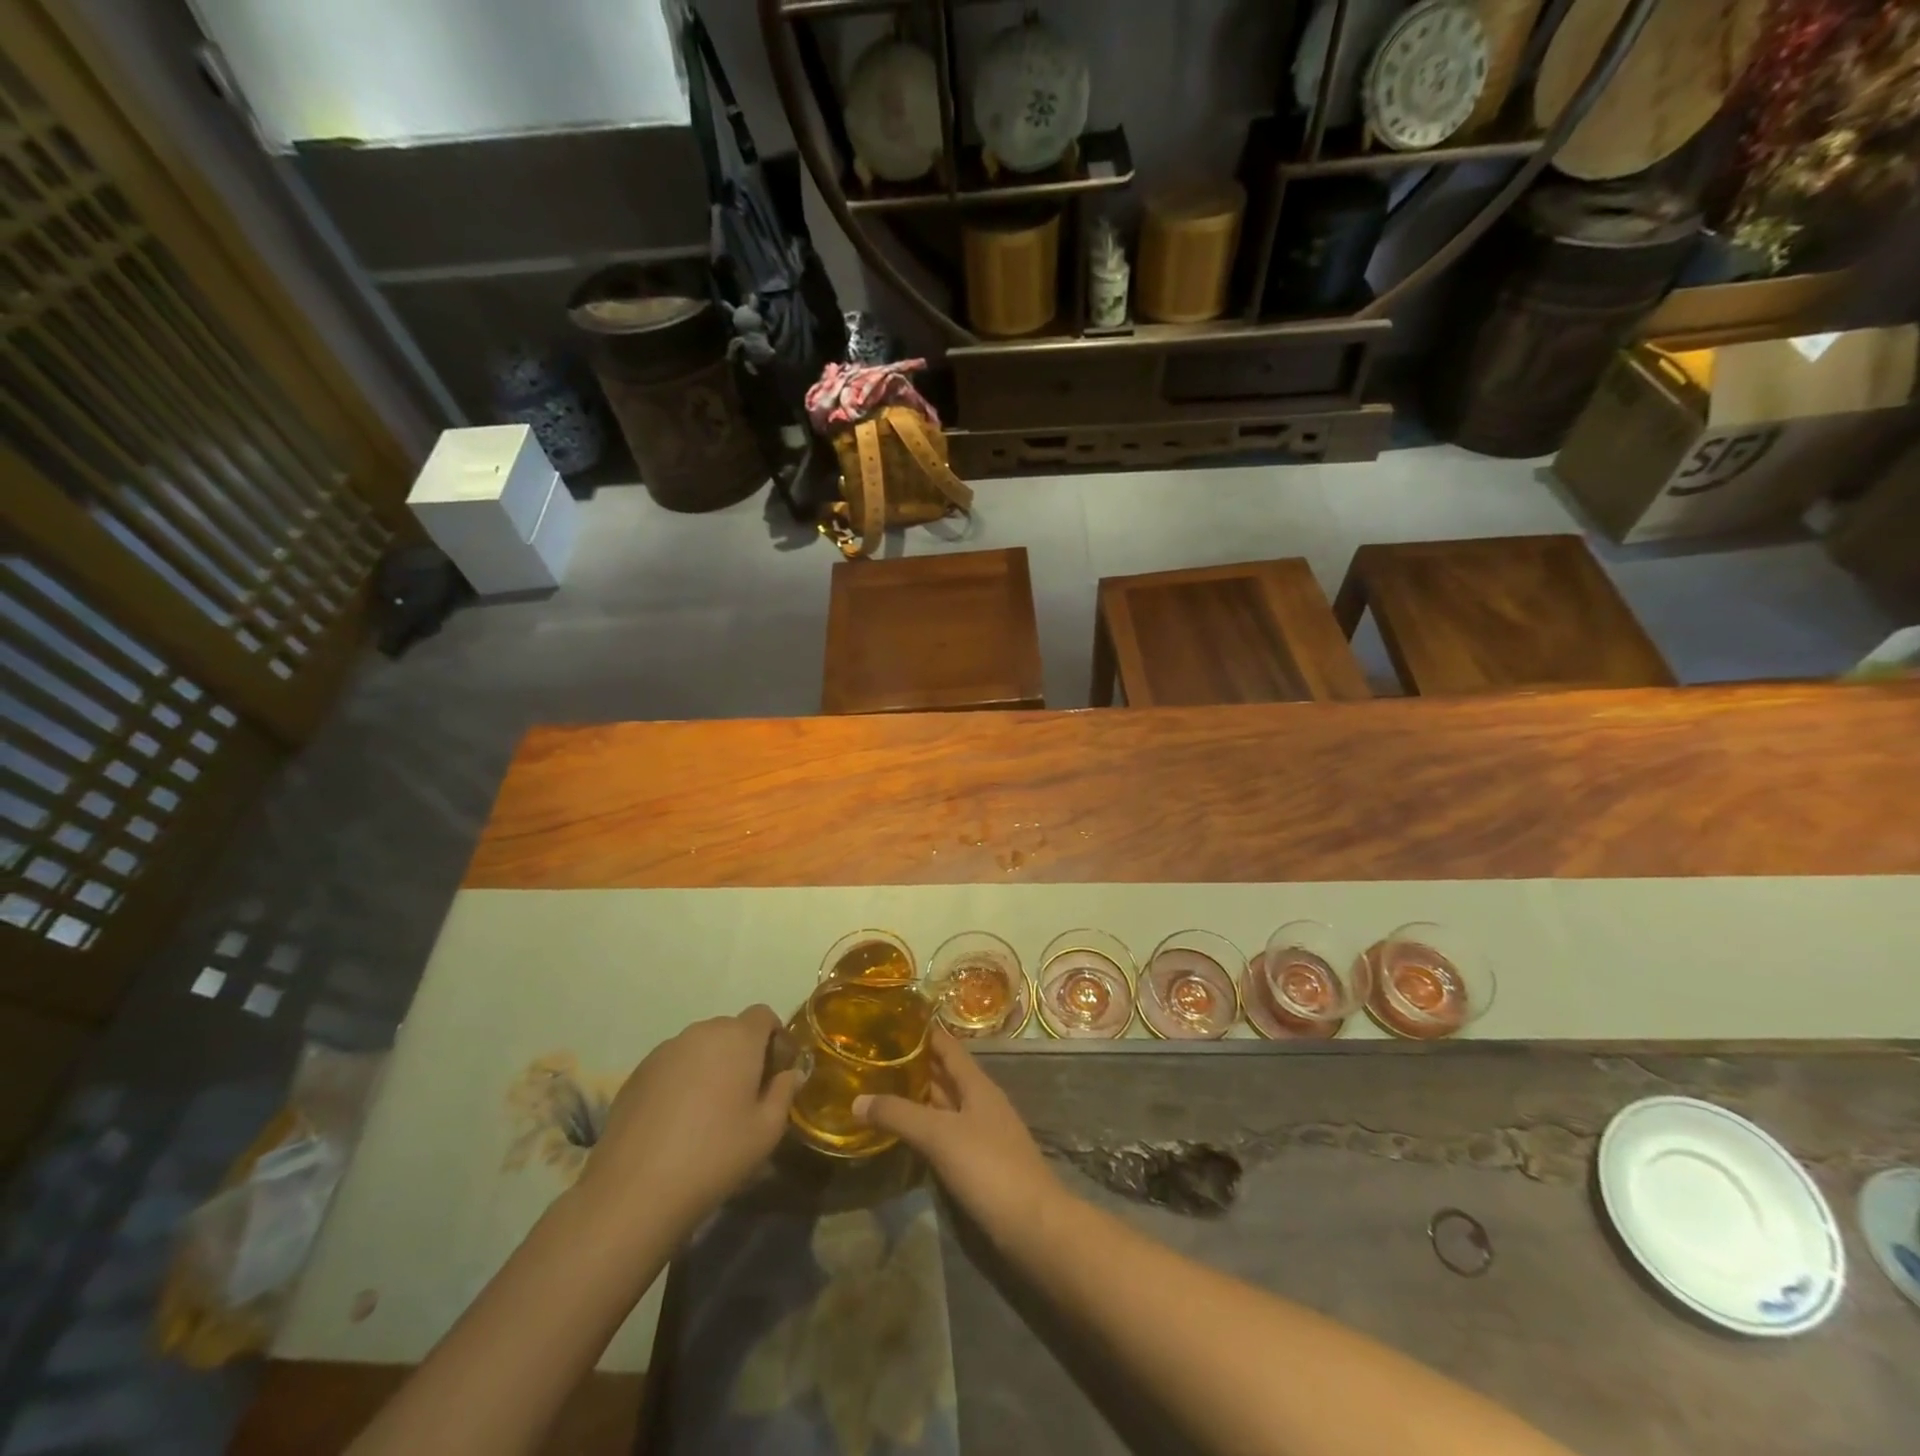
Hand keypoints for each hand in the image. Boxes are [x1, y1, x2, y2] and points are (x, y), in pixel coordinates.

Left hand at [578, 1006, 797, 1237]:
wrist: (635, 1191)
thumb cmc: (715, 1155)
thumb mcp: (767, 1131)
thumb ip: (785, 1092)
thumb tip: (791, 1073)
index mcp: (738, 1038)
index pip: (763, 1015)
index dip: (774, 1038)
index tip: (775, 1072)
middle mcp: (701, 1032)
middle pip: (731, 1030)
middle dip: (743, 1053)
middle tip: (745, 1095)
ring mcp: (665, 1051)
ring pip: (699, 1047)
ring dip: (711, 1066)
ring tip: (708, 1111)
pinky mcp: (637, 1073)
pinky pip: (672, 1065)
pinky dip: (682, 1081)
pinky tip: (676, 1121)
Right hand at [853, 1029, 1060, 1235]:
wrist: (1033, 1224)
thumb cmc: (988, 1166)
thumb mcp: (939, 1135)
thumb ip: (899, 1115)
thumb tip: (856, 1099)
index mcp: (977, 1084)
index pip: (948, 1046)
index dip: (924, 1032)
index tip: (892, 1021)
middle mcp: (980, 1102)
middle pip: (945, 1075)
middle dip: (914, 1065)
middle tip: (875, 1057)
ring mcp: (982, 1133)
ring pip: (945, 1105)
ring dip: (918, 1097)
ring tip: (880, 1090)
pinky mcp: (979, 1162)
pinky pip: (946, 1133)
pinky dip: (925, 1128)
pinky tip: (904, 1134)